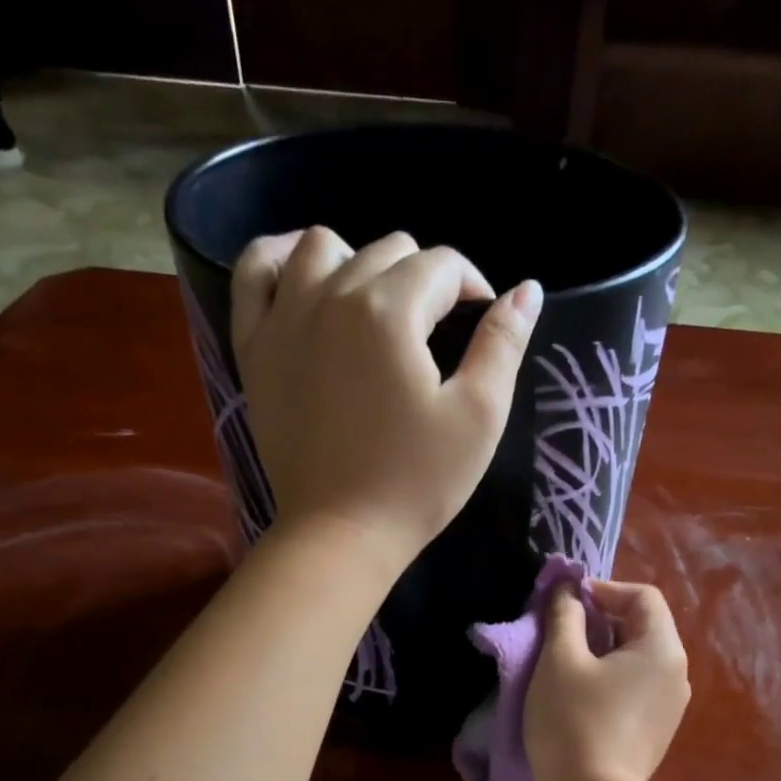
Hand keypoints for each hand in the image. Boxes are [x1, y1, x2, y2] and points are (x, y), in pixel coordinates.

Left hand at [230, 226, 542, 578]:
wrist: (340, 534)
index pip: (443, 266)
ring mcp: (282, 318)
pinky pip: (254, 273)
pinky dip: (279, 261)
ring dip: (359, 263)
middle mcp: (330, 294)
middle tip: (436, 337)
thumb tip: (526, 290)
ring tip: (377, 309)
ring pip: (322, 247)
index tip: (482, 328)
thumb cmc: (416, 481)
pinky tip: (302, 279)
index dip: (474, 290)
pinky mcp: (253, 347)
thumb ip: (503, 345)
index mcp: (389, 311)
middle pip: (388, 251)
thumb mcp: (479, 417)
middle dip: (424, 281)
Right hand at [526, 580, 689, 780]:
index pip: (642, 596)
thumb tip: (568, 588)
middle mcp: (677, 673)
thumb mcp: (560, 660)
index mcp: (662, 648)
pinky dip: (613, 678)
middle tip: (561, 633)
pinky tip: (583, 697)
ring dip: (605, 649)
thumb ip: (564, 615)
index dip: (604, 590)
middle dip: (602, 619)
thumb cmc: (573, 721)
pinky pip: (638, 687)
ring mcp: (672, 706)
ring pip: (639, 658)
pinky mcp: (659, 731)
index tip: (567, 604)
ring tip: (568, 665)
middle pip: (643, 626)